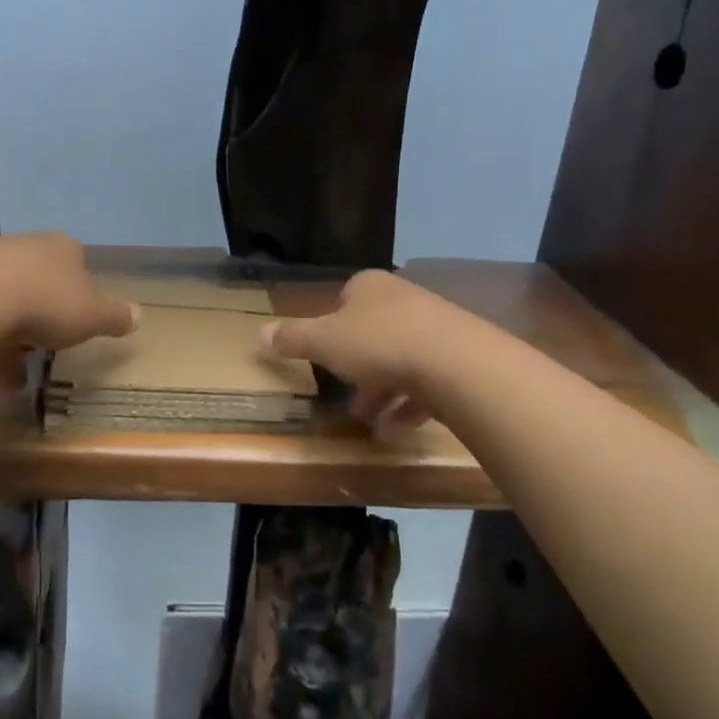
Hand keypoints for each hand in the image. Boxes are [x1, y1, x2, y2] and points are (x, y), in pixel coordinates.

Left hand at [0, 233, 136, 408]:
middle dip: (42, 314)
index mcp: (62, 247)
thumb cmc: (48, 302)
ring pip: (4, 299)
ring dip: (9, 336)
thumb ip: (116, 316)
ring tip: (12, 375)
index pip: (78, 261)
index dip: (80, 290)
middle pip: (38, 279)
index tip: (78, 318)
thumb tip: (139, 315)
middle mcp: (24, 246)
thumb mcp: (94, 315)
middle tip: (45, 347)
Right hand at [260, 270, 451, 435]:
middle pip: (373, 332)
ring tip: (368, 422)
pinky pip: (428, 382)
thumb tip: (258, 333)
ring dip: (382, 392)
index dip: (332, 326)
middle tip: (344, 396)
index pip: (346, 298)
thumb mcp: (324, 342)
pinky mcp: (460, 358)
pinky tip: (396, 430)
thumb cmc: (378, 343)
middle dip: (357, 367)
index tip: (324, 354)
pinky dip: (409, 406)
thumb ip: (292, 338)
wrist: (456, 363)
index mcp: (370, 287)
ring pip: (401, 359)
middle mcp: (404, 300)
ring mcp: (436, 328)